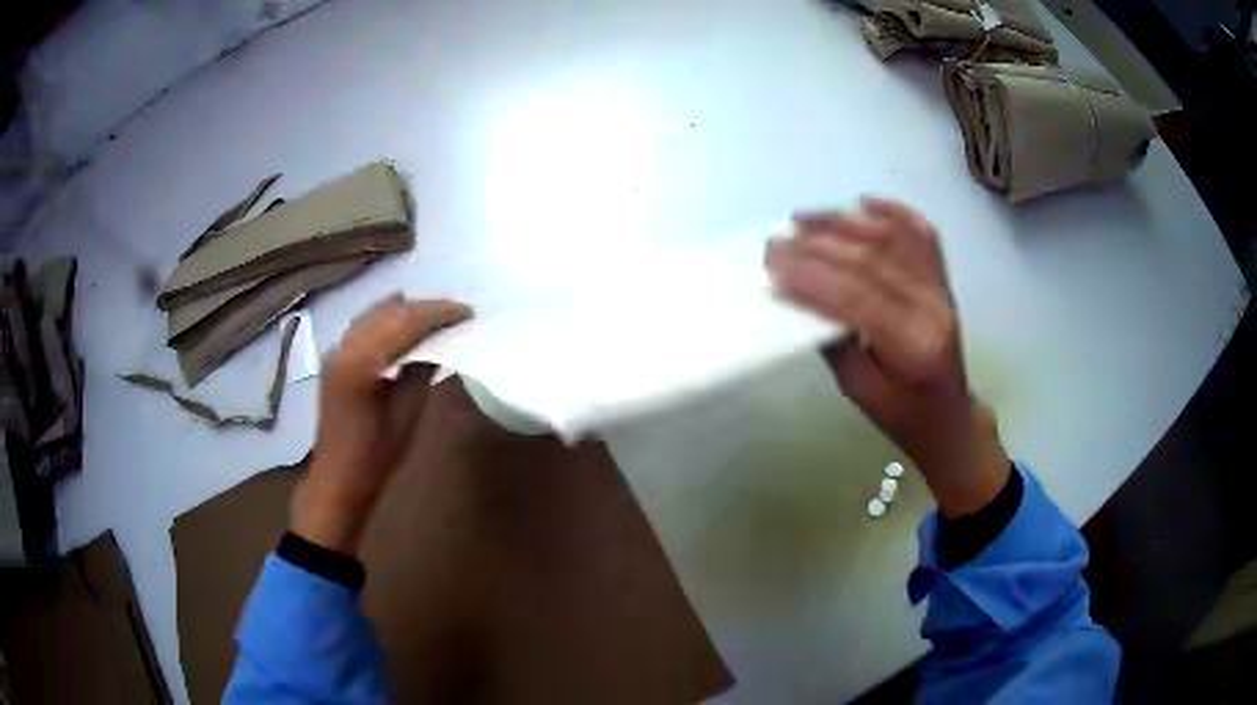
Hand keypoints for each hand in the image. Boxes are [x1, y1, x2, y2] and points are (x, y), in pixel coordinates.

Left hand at [292, 295, 472, 554]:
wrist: (337, 478)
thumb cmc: (375, 455)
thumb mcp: (407, 414)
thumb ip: (421, 371)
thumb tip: (441, 341)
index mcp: (361, 362)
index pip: (405, 322)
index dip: (438, 312)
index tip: (468, 311)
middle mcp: (344, 345)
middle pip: (390, 311)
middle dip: (425, 307)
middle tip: (458, 313)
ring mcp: (336, 349)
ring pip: (376, 313)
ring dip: (407, 311)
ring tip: (438, 317)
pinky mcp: (336, 357)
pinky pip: (366, 324)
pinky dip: (390, 320)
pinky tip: (408, 328)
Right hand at [766, 198, 1008, 517]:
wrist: (949, 417)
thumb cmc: (903, 415)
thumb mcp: (860, 392)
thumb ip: (834, 342)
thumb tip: (799, 299)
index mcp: (913, 345)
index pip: (857, 298)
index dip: (812, 278)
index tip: (772, 267)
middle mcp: (932, 308)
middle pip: (871, 261)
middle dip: (817, 246)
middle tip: (776, 241)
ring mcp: (941, 289)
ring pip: (891, 240)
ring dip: (843, 223)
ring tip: (802, 218)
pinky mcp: (942, 280)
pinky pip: (921, 235)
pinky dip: (894, 212)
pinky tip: (864, 203)